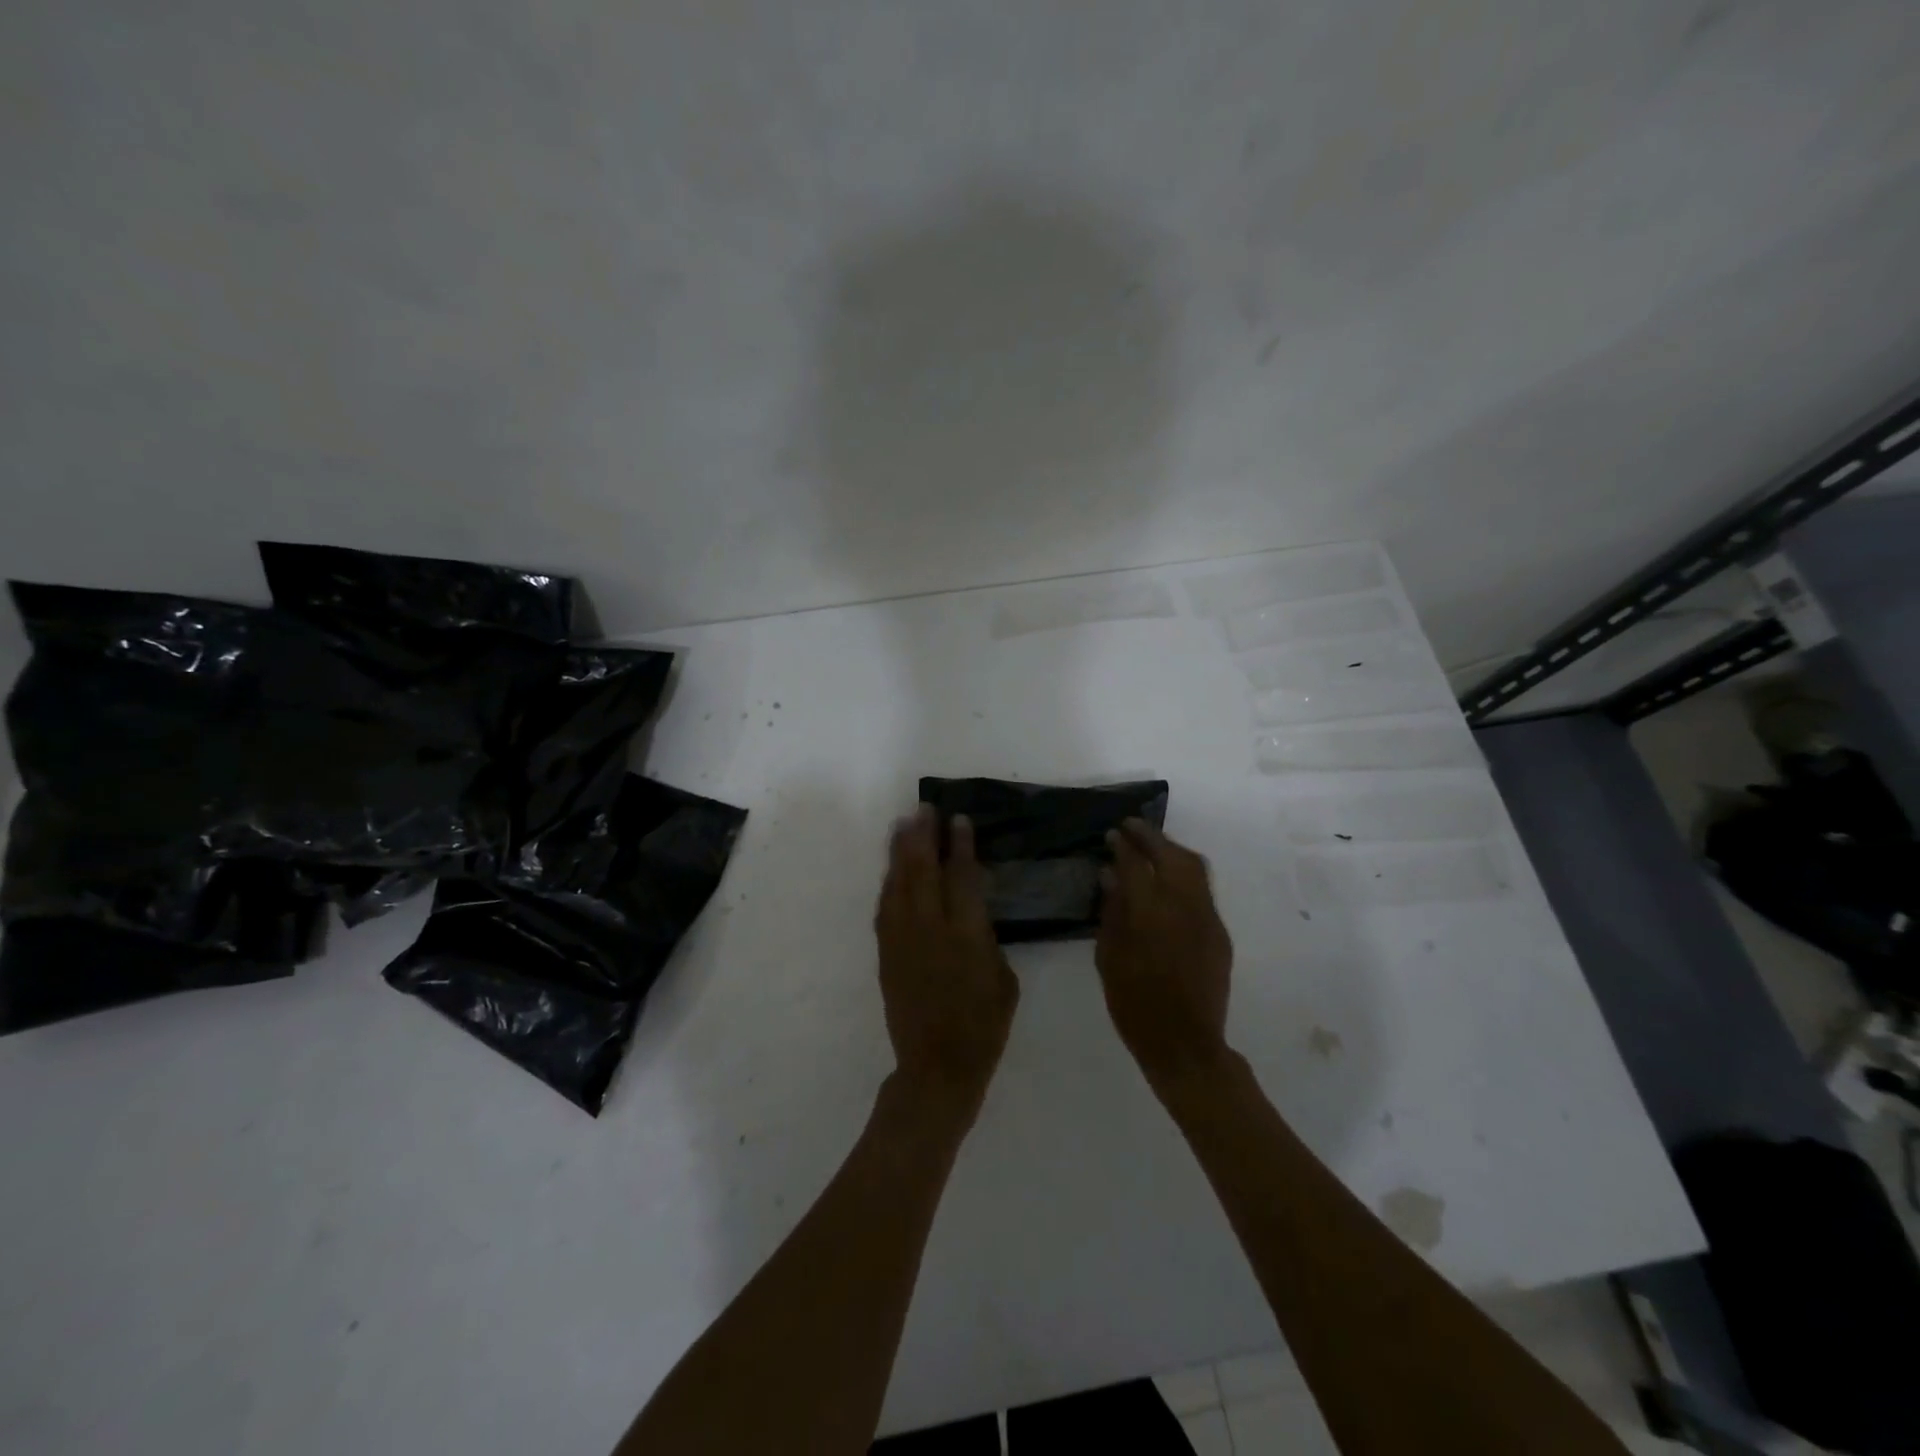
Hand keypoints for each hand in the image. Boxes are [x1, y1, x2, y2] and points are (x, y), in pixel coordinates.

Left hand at [875, 804, 1019, 1117]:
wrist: (937, 1066)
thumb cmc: (984, 1025)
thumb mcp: (1004, 979)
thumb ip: (987, 939)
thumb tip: (973, 914)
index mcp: (967, 935)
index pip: (962, 877)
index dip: (961, 845)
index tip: (959, 820)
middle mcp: (931, 929)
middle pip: (924, 870)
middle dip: (924, 836)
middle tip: (925, 809)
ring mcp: (903, 940)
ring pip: (899, 884)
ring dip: (900, 851)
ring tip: (903, 824)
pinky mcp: (886, 953)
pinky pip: (884, 907)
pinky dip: (888, 882)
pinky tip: (892, 868)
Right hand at [1097, 818, 1233, 1091]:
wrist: (1185, 1044)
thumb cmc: (1134, 1004)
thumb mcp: (1109, 958)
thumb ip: (1112, 911)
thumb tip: (1110, 876)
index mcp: (1150, 914)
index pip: (1136, 864)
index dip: (1123, 845)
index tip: (1112, 834)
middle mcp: (1184, 907)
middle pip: (1171, 856)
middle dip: (1151, 836)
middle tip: (1131, 827)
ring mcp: (1207, 918)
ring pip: (1194, 867)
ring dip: (1172, 850)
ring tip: (1152, 846)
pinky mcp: (1220, 933)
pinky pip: (1203, 891)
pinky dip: (1184, 874)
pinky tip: (1169, 881)